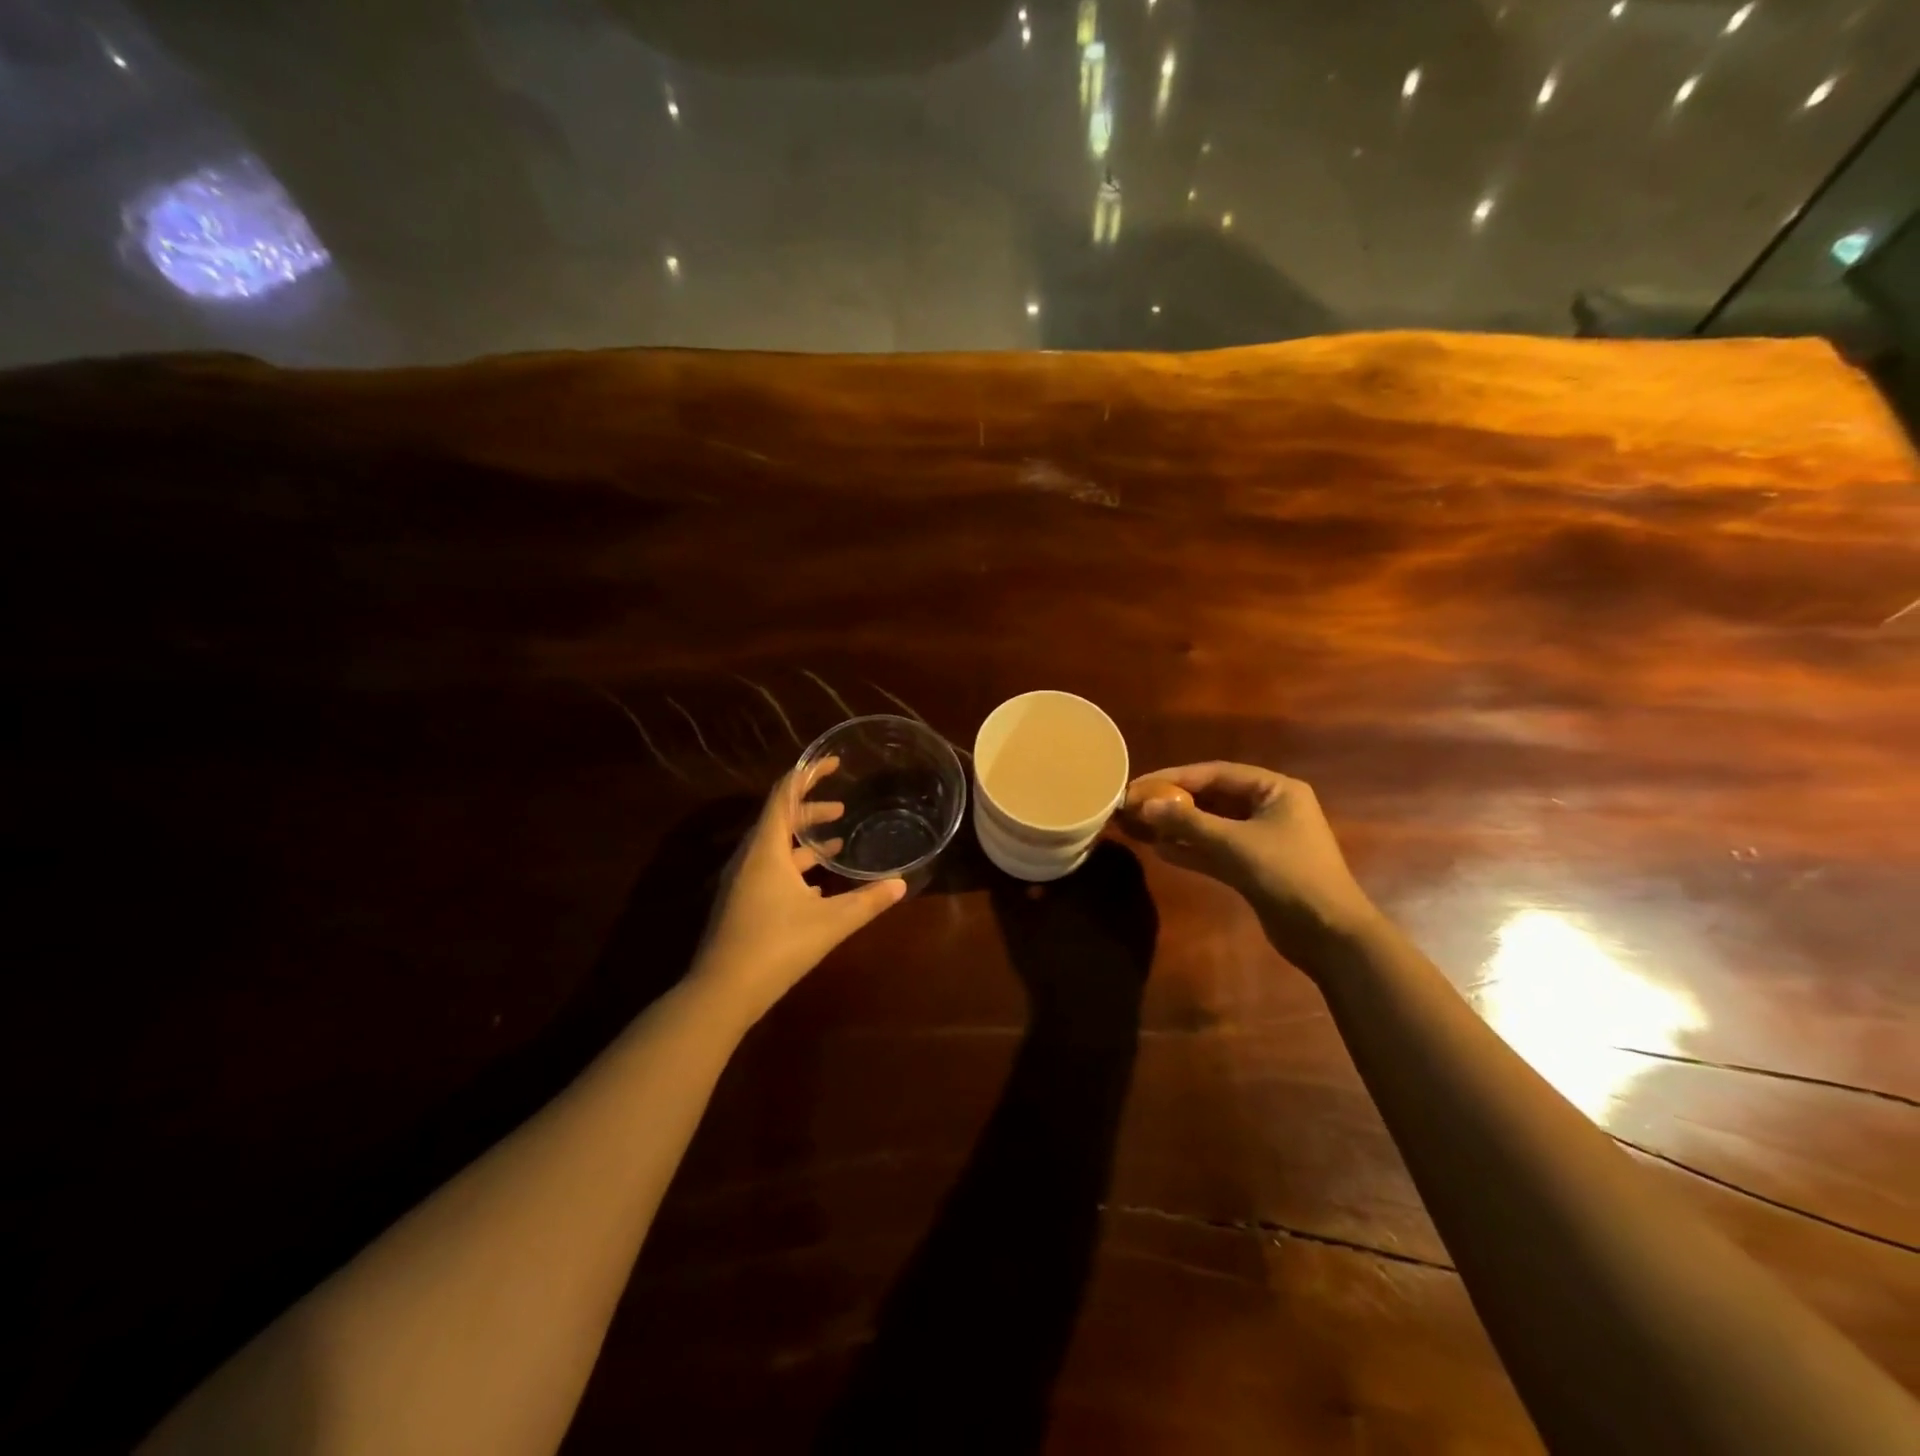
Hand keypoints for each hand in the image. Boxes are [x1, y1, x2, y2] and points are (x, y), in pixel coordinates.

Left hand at [694, 759, 905, 1020]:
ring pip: (776, 847)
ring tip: (838, 842)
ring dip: (805, 840)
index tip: (832, 762)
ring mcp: (743, 882)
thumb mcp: (830, 923)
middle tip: (842, 808)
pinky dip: (796, 866)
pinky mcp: (743, 903)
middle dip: (811, 809)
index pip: (785, 795)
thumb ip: (867, 901)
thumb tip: (902, 884)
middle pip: (780, 819)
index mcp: (766, 849)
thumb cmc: (776, 947)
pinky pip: (771, 869)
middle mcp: (750, 858)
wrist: (722, 993)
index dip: (808, 773)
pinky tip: (818, 884)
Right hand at [1124, 762, 1379, 973]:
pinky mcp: (1255, 868)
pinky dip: (1191, 849)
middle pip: (1212, 798)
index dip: (1174, 777)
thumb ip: (1188, 822)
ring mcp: (1262, 839)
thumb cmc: (1288, 875)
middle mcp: (1269, 808)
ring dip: (1179, 827)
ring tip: (1141, 827)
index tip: (1139, 784)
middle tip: (1135, 805)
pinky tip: (1161, 850)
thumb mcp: (1235, 844)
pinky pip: (1216, 850)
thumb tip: (1144, 805)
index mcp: (1275, 790)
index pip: (1216, 773)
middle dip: (1174, 802)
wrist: (1329, 934)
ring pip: (1212, 826)